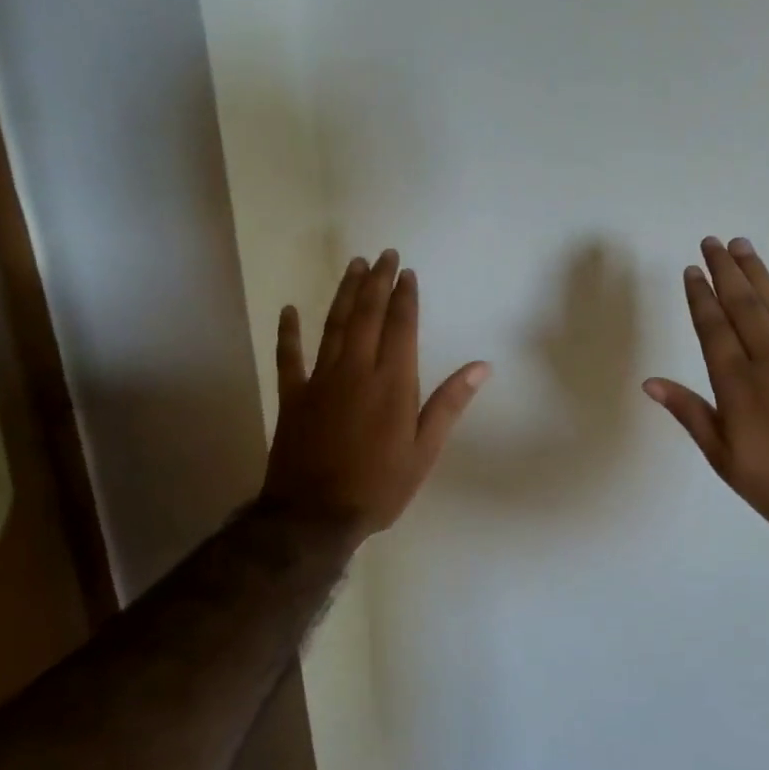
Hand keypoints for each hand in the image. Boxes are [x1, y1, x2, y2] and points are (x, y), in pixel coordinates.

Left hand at [260, 250, 490, 541]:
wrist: (316, 515)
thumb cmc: (379, 487)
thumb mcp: (424, 451)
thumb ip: (449, 404)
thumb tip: (481, 366)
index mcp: (392, 383)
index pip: (401, 327)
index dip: (405, 297)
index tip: (407, 272)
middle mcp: (356, 370)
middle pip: (367, 316)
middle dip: (377, 282)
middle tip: (383, 254)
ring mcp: (320, 380)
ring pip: (333, 326)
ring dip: (344, 294)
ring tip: (353, 266)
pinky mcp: (293, 396)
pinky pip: (288, 357)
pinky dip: (288, 332)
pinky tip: (289, 310)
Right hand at [644, 237, 768, 545]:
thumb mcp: (726, 460)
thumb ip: (692, 415)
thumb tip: (651, 383)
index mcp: (739, 386)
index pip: (714, 329)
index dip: (701, 297)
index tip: (691, 269)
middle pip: (744, 306)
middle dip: (726, 272)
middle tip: (712, 241)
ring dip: (758, 274)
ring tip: (742, 246)